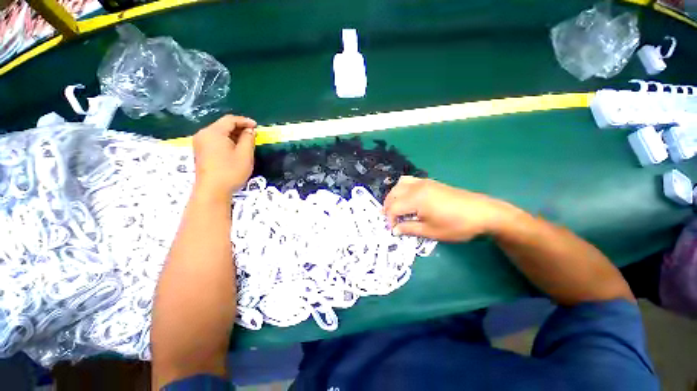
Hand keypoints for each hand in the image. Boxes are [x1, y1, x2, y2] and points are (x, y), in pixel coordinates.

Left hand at [192, 115, 256, 196]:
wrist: (212, 190)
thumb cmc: (231, 171)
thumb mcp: (245, 154)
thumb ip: (248, 139)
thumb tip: (250, 130)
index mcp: (213, 132)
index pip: (230, 120)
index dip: (245, 121)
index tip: (257, 126)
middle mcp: (204, 134)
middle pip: (223, 125)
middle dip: (239, 128)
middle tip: (253, 134)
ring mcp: (200, 143)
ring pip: (219, 133)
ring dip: (233, 135)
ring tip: (246, 141)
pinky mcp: (201, 151)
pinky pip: (215, 140)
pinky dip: (226, 141)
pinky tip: (235, 148)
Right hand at [383, 176, 511, 241]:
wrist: (482, 213)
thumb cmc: (456, 225)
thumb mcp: (431, 231)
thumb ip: (409, 229)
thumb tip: (394, 230)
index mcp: (415, 199)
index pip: (393, 208)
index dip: (389, 219)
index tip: (392, 229)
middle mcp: (416, 187)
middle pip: (393, 194)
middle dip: (388, 207)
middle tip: (391, 220)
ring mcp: (423, 182)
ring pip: (399, 185)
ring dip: (393, 196)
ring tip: (396, 208)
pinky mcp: (430, 182)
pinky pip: (409, 181)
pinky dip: (402, 189)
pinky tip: (407, 198)